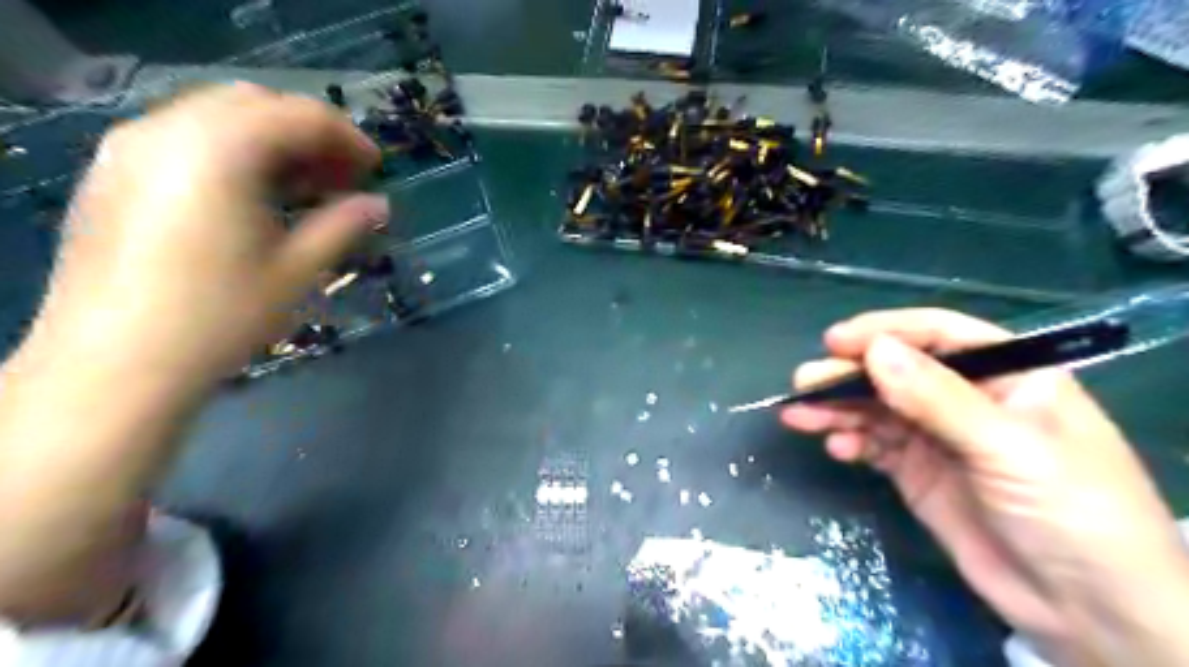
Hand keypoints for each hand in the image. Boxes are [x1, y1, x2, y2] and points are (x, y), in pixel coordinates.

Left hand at [24, 82, 383, 386]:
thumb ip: (342, 226)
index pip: (299, 115)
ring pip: (218, 115)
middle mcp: (169, 130)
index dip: (348, 137)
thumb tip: (379, 204)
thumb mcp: (296, 270)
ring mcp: (132, 147)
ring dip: (272, 140)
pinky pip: (186, 136)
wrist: (115, 363)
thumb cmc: (219, 317)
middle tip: (342, 177)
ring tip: (304, 186)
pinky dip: (233, 150)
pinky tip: (253, 194)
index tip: (377, 170)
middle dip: (309, 132)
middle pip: (256, 103)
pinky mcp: (114, 172)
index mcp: (220, 150)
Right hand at [783, 308, 1188, 661]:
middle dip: (849, 376)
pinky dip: (852, 443)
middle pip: (897, 373)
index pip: (939, 336)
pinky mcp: (919, 472)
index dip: (885, 332)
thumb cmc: (1072, 514)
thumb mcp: (1009, 449)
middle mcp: (968, 399)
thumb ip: (938, 399)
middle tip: (804, 383)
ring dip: (838, 410)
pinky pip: (876, 446)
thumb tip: (874, 351)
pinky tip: (836, 449)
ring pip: (878, 409)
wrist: (1088, 613)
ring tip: (799, 416)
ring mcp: (939, 437)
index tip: (836, 342)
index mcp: (1008, 376)